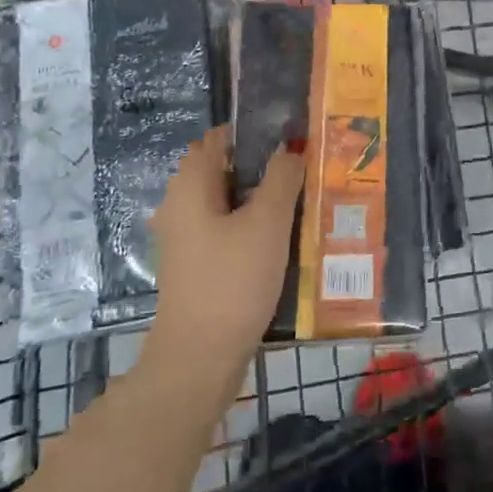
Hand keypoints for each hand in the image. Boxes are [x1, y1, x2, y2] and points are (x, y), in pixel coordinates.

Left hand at [145, 126, 304, 397]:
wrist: (200, 359)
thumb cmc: (232, 281)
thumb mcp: (267, 222)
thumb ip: (282, 177)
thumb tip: (291, 148)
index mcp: (191, 185)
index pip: (221, 138)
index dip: (257, 132)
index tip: (295, 137)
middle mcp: (183, 205)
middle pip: (229, 170)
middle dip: (268, 167)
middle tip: (309, 170)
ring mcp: (190, 238)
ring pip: (234, 203)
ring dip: (267, 199)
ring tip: (308, 201)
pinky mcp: (201, 265)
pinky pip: (232, 231)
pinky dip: (258, 227)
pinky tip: (289, 239)